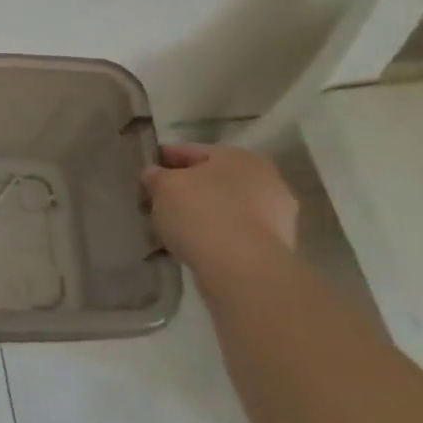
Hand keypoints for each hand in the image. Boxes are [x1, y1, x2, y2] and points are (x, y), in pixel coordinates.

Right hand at [142, 143, 297, 282]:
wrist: (242, 270)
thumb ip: (156, 176)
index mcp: (239, 156)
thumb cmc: (201, 214)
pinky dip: (215, 237)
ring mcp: (277, 217)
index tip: (145, 173)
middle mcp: (266, 180)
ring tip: (173, 229)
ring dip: (202, 215)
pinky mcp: (276, 249)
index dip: (164, 160)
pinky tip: (194, 247)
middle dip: (186, 190)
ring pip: (225, 209)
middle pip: (212, 181)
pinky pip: (234, 235)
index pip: (191, 152)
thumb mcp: (164, 187)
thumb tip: (154, 175)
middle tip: (157, 203)